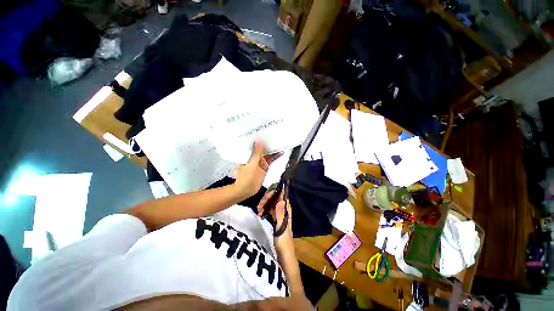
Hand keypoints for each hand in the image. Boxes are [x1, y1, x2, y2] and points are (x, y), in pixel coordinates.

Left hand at [234, 139, 282, 199]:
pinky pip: (271, 160)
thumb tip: (258, 140)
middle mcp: (255, 156)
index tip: (266, 131)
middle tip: (276, 134)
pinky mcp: (265, 166)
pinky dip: (276, 156)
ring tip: (280, 141)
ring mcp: (261, 161)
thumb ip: (256, 153)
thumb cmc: (246, 177)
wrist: (246, 190)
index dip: (260, 138)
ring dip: (273, 148)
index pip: (255, 143)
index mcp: (249, 153)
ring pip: (268, 153)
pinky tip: (281, 152)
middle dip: (268, 142)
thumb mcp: (252, 164)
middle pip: (263, 147)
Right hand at [257, 190, 292, 246]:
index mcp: (287, 211)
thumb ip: (280, 213)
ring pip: (272, 204)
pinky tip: (260, 213)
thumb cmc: (283, 241)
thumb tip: (280, 199)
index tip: (265, 196)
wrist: (284, 254)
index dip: (274, 193)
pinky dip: (265, 210)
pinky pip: (270, 210)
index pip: (282, 196)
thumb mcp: (281, 227)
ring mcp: (280, 214)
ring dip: (265, 205)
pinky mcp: (276, 218)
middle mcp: (283, 210)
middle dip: (267, 200)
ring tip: (258, 210)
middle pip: (275, 199)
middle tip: (259, 206)